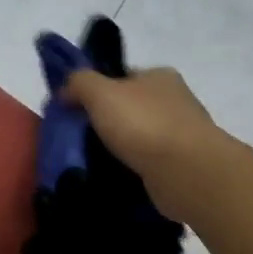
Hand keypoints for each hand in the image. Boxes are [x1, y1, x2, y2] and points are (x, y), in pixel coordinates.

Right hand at [64, 65, 220, 213]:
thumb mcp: (100, 92)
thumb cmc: (143, 124)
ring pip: (140, 137)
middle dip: (107, 122)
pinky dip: (133, 168)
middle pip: (131, 107)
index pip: (122, 77)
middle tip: (79, 139)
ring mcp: (182, 134)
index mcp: (160, 76)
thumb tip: (66, 90)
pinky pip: (149, 163)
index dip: (96, 90)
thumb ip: (79, 83)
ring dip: (120, 148)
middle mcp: (175, 100)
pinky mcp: (183, 165)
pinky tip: (116, 178)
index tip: (75, 111)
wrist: (186, 172)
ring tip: (93, 163)